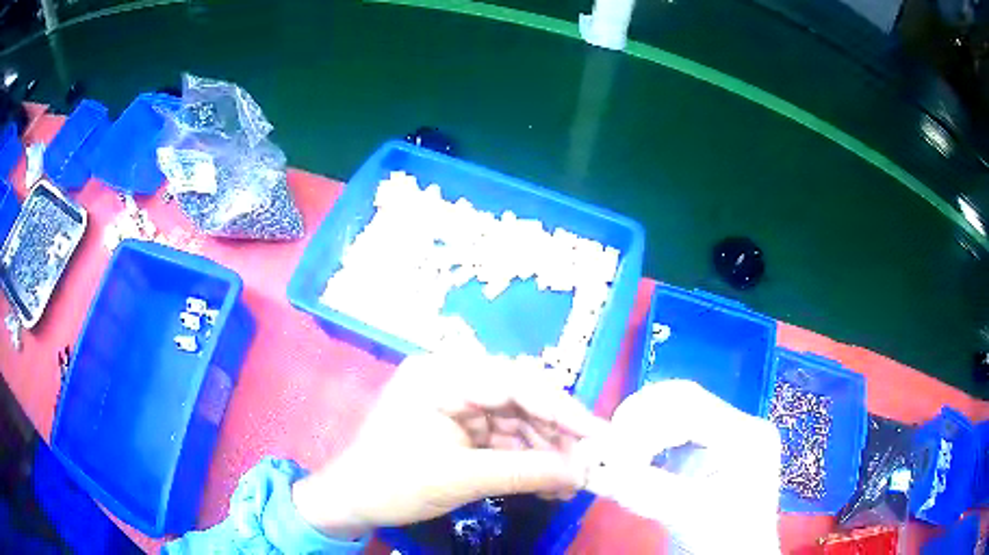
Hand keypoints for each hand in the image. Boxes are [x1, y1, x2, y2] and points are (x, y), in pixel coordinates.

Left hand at [292, 353, 607, 538]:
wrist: (353, 502)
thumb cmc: (394, 483)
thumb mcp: (460, 478)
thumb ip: (525, 472)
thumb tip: (581, 474)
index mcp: (442, 376)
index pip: (513, 382)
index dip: (560, 408)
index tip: (595, 435)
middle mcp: (452, 381)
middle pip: (519, 400)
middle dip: (555, 436)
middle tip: (587, 465)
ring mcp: (457, 404)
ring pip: (517, 422)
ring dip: (545, 453)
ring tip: (570, 485)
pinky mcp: (460, 428)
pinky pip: (504, 439)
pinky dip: (527, 461)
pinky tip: (548, 484)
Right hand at [578, 380, 781, 554]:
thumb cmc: (723, 539)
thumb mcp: (687, 514)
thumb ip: (643, 489)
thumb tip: (593, 469)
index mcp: (745, 435)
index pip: (690, 408)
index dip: (646, 424)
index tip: (611, 453)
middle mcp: (739, 425)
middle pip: (682, 399)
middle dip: (641, 420)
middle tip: (609, 447)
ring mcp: (725, 436)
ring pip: (675, 410)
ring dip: (641, 428)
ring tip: (616, 455)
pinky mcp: (710, 450)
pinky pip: (673, 430)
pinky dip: (647, 440)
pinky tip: (631, 459)